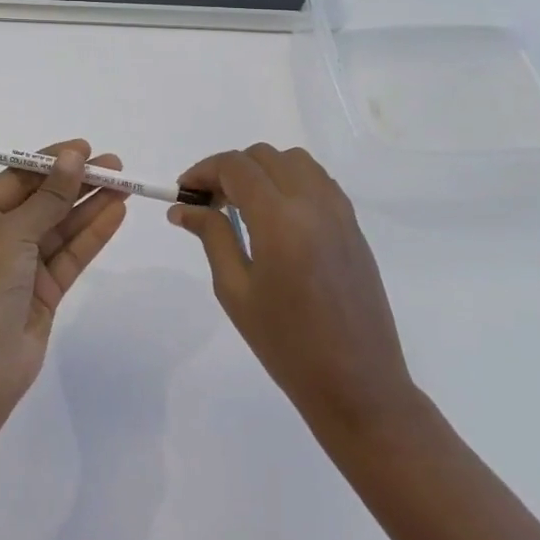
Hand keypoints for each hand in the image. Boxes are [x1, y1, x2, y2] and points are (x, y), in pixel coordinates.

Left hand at [0, 140, 129, 432]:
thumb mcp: (12, 234)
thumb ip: (48, 197)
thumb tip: (73, 157)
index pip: (17, 179)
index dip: (50, 162)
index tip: (84, 148)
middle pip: (43, 201)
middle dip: (77, 182)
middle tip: (115, 166)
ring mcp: (23, 267)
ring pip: (62, 228)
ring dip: (90, 206)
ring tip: (125, 185)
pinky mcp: (45, 292)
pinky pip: (71, 255)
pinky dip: (93, 235)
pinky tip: (117, 214)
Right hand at [169, 145, 413, 439]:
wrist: (357, 383)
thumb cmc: (287, 344)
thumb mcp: (236, 291)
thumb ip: (212, 237)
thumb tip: (183, 208)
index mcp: (279, 219)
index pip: (236, 167)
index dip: (204, 170)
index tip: (184, 192)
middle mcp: (312, 202)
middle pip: (264, 157)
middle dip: (231, 170)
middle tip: (210, 203)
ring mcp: (338, 211)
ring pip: (294, 161)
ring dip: (263, 171)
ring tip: (245, 207)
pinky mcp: (353, 225)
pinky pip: (318, 181)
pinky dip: (291, 181)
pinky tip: (278, 216)